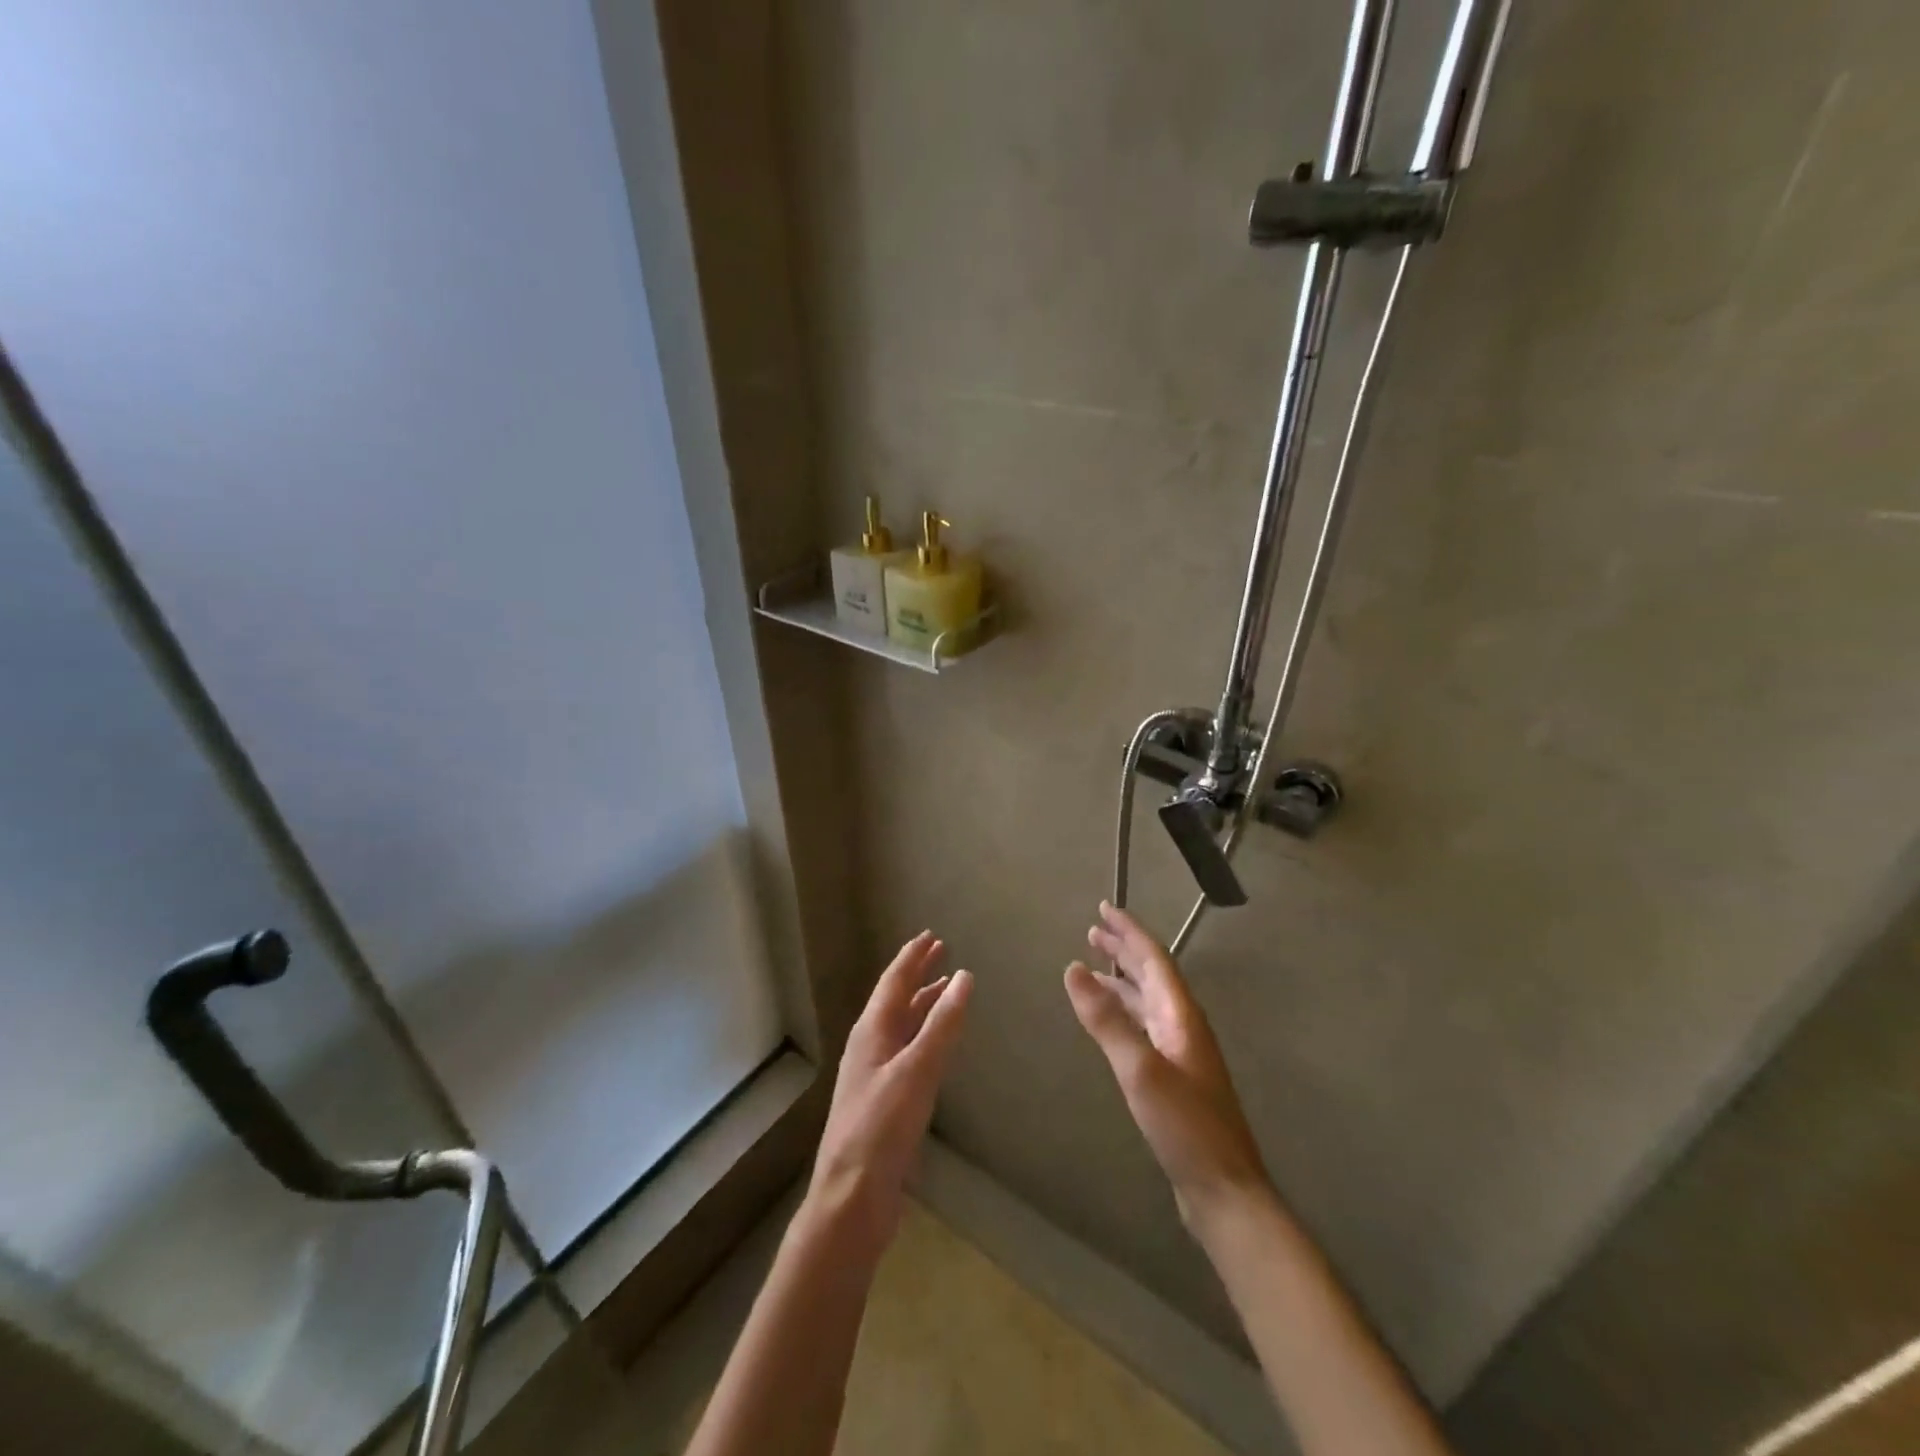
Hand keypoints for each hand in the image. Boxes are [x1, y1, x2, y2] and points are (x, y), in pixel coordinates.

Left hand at [809, 932, 972, 1250]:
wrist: (852, 1199)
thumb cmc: (881, 1128)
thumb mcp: (916, 1071)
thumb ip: (942, 1025)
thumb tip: (964, 977)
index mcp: (871, 1032)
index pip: (893, 982)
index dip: (912, 957)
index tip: (931, 936)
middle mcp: (870, 1047)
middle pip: (896, 1000)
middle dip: (918, 975)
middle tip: (941, 953)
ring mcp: (875, 1075)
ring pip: (902, 1027)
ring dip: (923, 1006)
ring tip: (946, 991)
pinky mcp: (884, 1102)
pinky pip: (908, 1054)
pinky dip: (925, 1038)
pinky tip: (937, 1046)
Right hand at [1065, 902, 1268, 1224]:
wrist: (1224, 1190)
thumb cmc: (1185, 1127)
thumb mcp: (1140, 1069)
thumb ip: (1106, 1019)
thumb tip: (1072, 968)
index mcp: (1181, 1016)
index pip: (1154, 959)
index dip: (1129, 932)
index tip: (1104, 909)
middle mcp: (1183, 1025)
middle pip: (1152, 975)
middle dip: (1124, 950)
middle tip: (1093, 932)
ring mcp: (1180, 1051)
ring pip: (1147, 1001)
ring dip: (1121, 980)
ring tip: (1093, 968)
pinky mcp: (1173, 1075)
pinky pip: (1143, 1026)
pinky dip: (1122, 1011)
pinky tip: (1110, 1020)